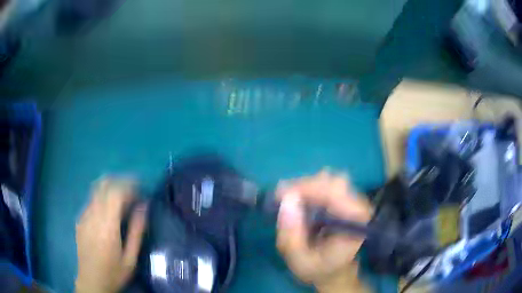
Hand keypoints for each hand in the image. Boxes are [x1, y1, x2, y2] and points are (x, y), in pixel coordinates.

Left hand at [75, 177, 146, 292]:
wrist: (91, 281)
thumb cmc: (114, 273)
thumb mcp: (131, 258)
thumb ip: (136, 231)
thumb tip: (143, 207)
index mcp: (107, 225)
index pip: (115, 192)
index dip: (129, 185)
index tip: (140, 189)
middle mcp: (93, 215)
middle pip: (104, 184)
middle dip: (120, 181)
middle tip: (133, 189)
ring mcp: (84, 216)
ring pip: (96, 189)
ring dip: (111, 187)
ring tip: (123, 197)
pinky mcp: (80, 219)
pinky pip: (92, 200)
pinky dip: (102, 197)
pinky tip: (109, 210)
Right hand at [276, 171, 371, 292]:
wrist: (335, 272)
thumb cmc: (319, 269)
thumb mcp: (300, 260)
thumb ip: (292, 234)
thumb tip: (287, 199)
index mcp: (354, 220)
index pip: (334, 191)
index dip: (307, 189)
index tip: (282, 195)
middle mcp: (358, 205)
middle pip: (331, 181)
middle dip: (304, 186)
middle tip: (281, 198)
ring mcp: (353, 200)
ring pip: (328, 180)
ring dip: (305, 187)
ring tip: (288, 200)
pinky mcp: (345, 200)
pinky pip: (326, 185)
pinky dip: (309, 189)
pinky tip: (298, 201)